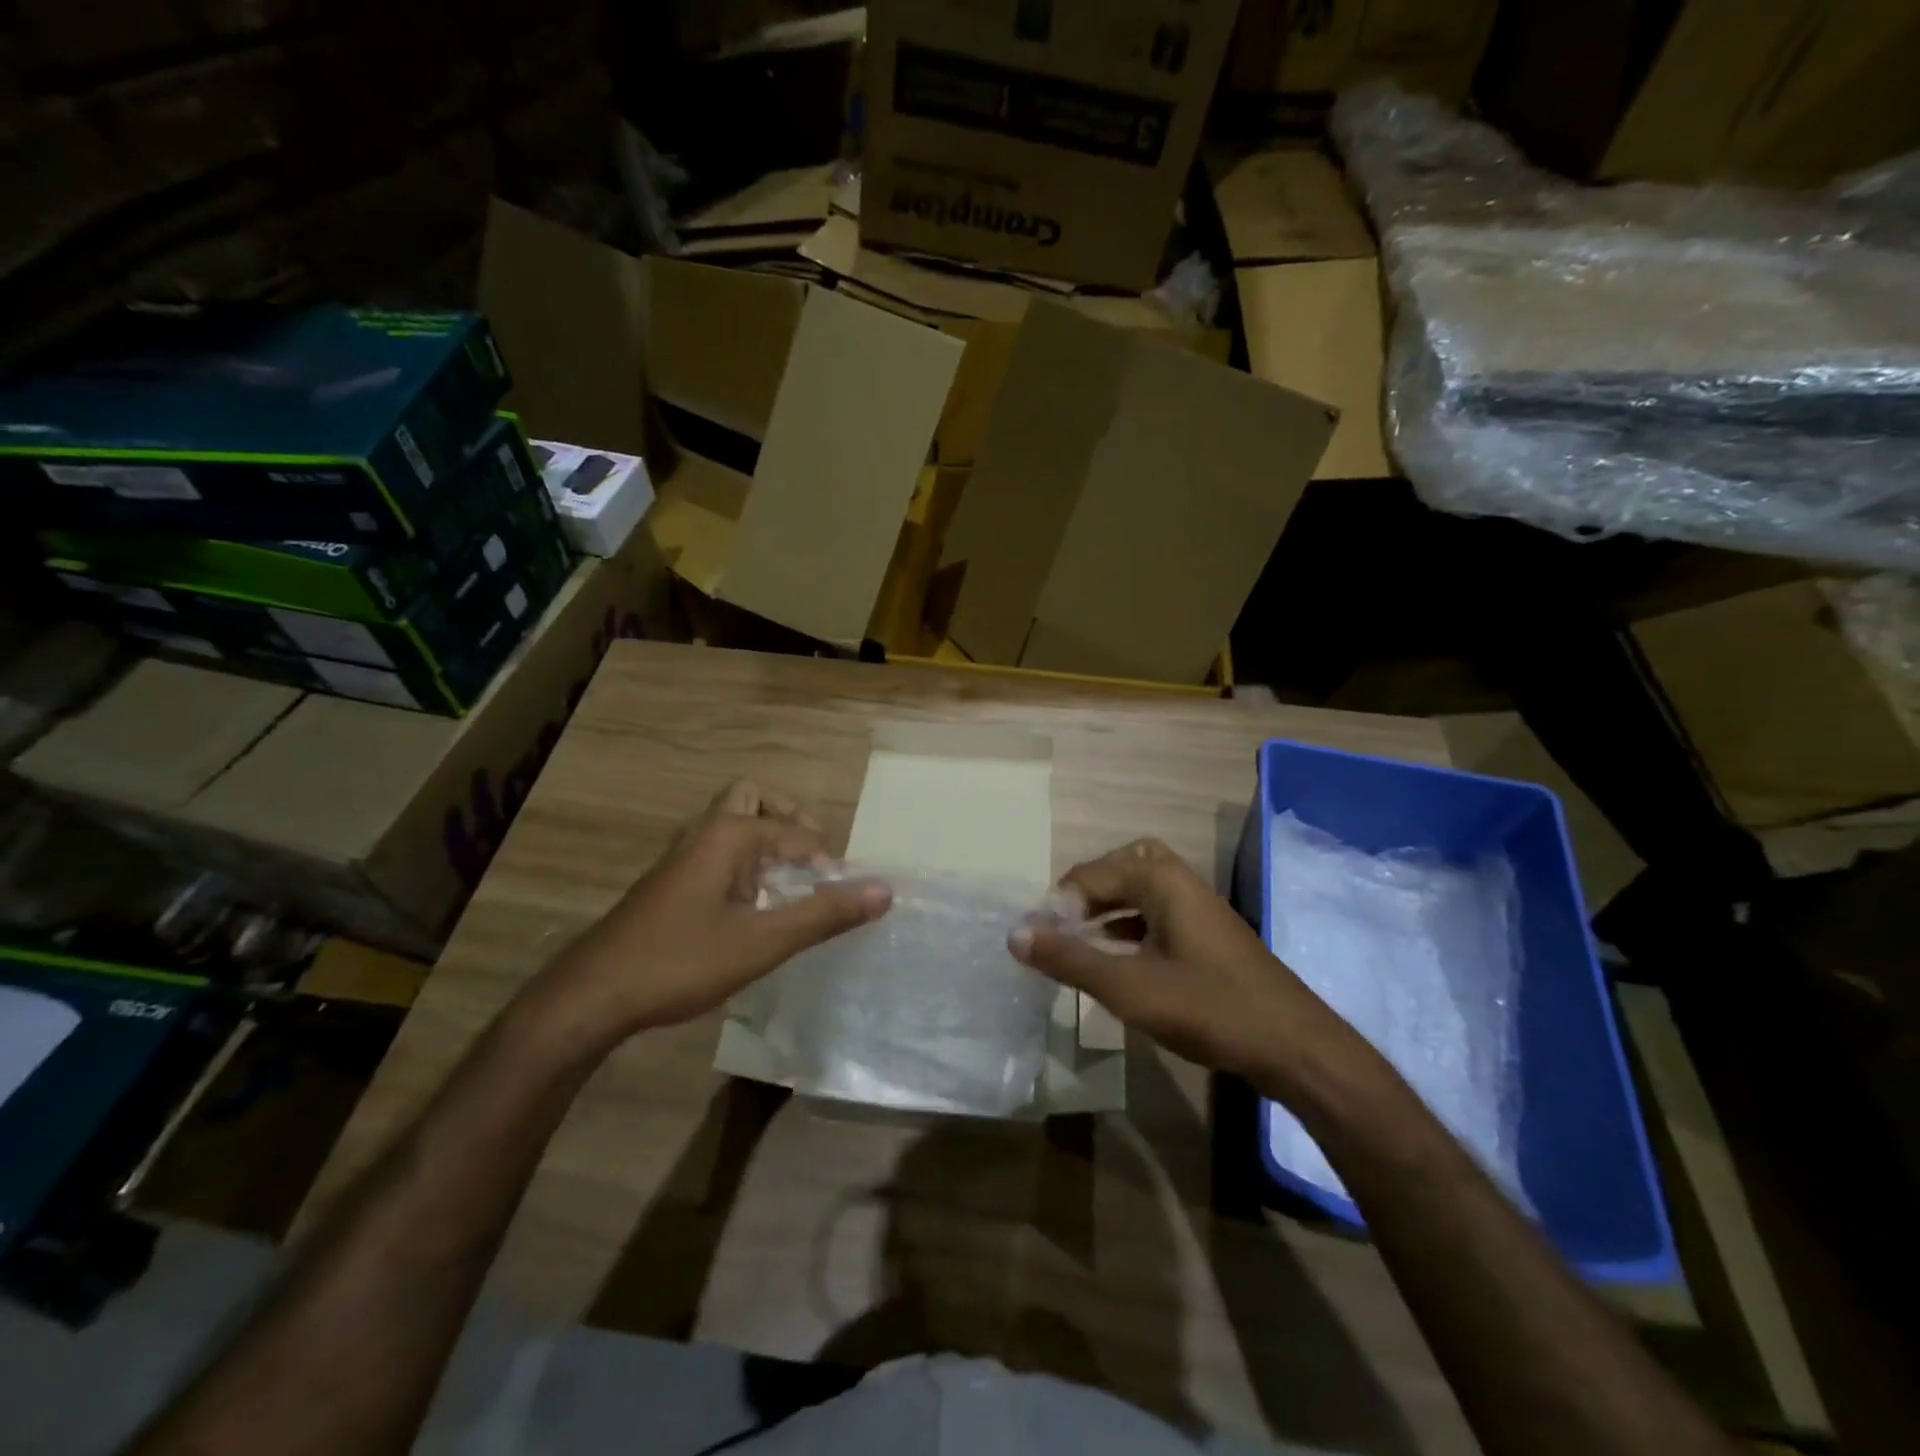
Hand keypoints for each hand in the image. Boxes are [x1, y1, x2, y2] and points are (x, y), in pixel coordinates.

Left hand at [532, 782, 890, 1045]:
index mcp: (728, 834)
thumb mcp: (763, 942)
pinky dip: (746, 860)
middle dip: (789, 819)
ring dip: (766, 839)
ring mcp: (682, 855)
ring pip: (732, 823)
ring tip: (790, 880)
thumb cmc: (681, 961)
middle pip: (753, 797)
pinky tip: (753, 905)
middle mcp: (704, 832)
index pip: (795, 831)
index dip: (827, 859)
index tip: (845, 893)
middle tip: (812, 858)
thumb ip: (824, 914)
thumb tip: (884, 890)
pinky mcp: (671, 880)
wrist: (594, 995)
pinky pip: (719, 850)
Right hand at [1009, 838, 1360, 1087]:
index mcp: (1162, 880)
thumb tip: (1015, 934)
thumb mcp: (1128, 987)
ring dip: (1108, 909)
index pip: (1092, 874)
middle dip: (1087, 891)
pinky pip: (1158, 914)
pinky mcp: (1209, 936)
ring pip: (1142, 891)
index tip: (1039, 940)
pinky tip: (1119, 960)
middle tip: (1063, 925)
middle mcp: (1181, 882)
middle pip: (1121, 867)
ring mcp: (1199, 909)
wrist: (1295, 1047)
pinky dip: (1131, 927)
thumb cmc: (1208, 1008)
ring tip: (1080, 941)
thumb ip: (1070, 959)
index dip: (1059, 903)